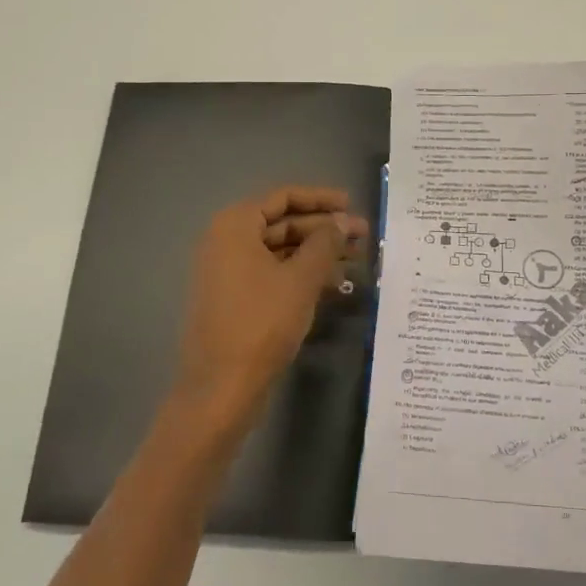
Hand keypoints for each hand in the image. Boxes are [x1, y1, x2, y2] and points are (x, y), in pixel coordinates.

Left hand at [169, 186, 368, 446]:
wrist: (222, 387)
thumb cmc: (262, 323)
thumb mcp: (301, 279)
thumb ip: (325, 243)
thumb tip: (345, 221)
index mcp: (235, 226)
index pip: (283, 198)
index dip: (321, 200)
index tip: (352, 205)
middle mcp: (226, 241)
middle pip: (282, 223)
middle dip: (323, 229)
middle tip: (363, 238)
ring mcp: (228, 272)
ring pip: (280, 251)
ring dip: (316, 253)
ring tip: (356, 261)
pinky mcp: (235, 299)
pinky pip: (272, 274)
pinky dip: (301, 274)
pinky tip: (333, 285)